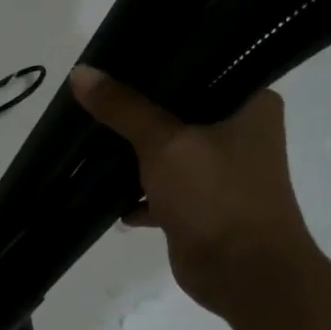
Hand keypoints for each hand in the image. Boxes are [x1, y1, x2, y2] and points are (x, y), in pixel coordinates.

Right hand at [71, 66, 309, 317]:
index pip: (201, 65)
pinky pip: (162, 189)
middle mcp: (240, 132)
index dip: (158, 61)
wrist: (243, 274)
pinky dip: (138, 193)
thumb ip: (122, 109)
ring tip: (91, 137)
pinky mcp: (201, 205)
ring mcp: (220, 172)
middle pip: (178, 110)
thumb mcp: (164, 144)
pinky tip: (106, 192)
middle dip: (137, 110)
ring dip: (134, 154)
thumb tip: (80, 73)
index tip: (116, 56)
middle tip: (94, 94)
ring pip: (167, 151)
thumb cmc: (216, 195)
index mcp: (250, 102)